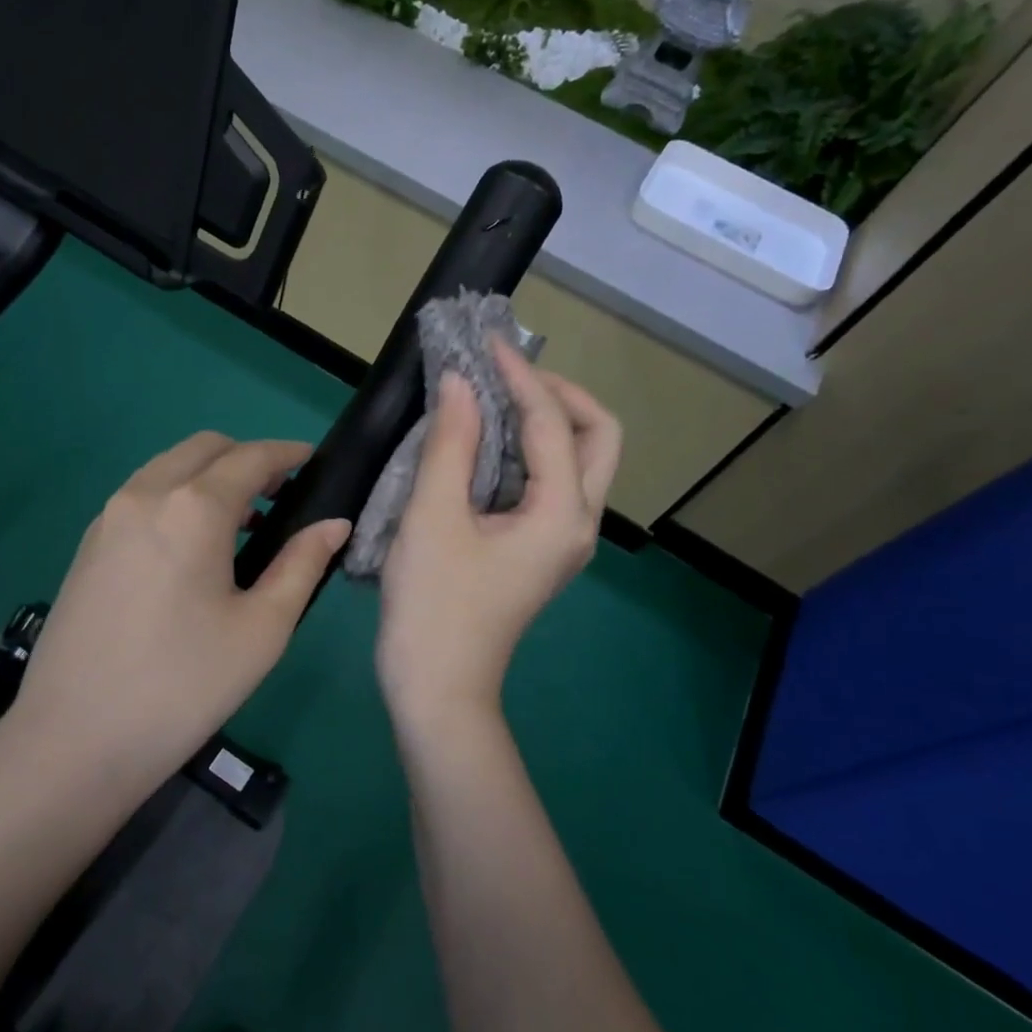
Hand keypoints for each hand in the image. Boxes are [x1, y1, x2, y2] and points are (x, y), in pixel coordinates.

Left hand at [2, 433, 349, 789]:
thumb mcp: (262, 629)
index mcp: (193, 509)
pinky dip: (176, 497)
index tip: (314, 462)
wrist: (75, 740)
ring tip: (242, 525)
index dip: (288, 453)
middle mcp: (145, 495)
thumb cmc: (184, 685)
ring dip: (209, 477)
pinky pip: (142, 496)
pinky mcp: (87, 544)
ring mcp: (108, 517)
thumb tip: (333, 524)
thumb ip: (301, 564)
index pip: (251, 457)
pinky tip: (192, 548)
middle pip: (204, 449)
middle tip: (280, 497)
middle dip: (246, 458)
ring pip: (168, 468)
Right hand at [377, 341, 621, 728]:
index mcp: (562, 514)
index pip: (552, 423)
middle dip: (559, 394)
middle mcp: (578, 523)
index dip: (519, 376)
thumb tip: (463, 384)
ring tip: (495, 395)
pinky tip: (485, 442)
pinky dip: (528, 450)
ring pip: (579, 460)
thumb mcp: (432, 518)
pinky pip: (550, 482)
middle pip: (598, 437)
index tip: (485, 343)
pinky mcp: (539, 549)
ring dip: (546, 419)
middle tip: (507, 374)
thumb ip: (452, 444)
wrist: (437, 688)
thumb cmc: (433, 606)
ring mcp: (562, 539)